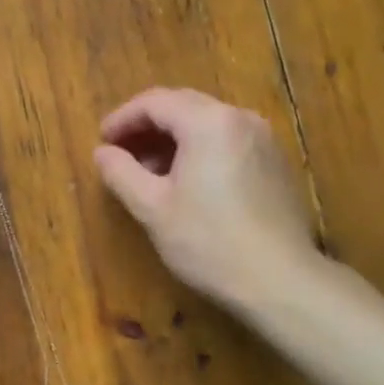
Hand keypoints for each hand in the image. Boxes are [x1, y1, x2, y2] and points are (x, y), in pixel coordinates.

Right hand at [94, 88, 320, 309]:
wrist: (282, 282)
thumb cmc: (209, 242)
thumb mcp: (153, 208)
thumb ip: (122, 173)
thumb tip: (102, 152)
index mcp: (208, 122)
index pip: (155, 102)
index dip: (122, 118)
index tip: (102, 141)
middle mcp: (240, 118)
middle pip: (183, 106)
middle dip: (147, 126)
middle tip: (121, 152)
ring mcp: (264, 139)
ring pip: (207, 123)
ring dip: (174, 139)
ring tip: (149, 172)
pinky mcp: (276, 163)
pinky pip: (228, 141)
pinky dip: (200, 150)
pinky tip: (187, 183)